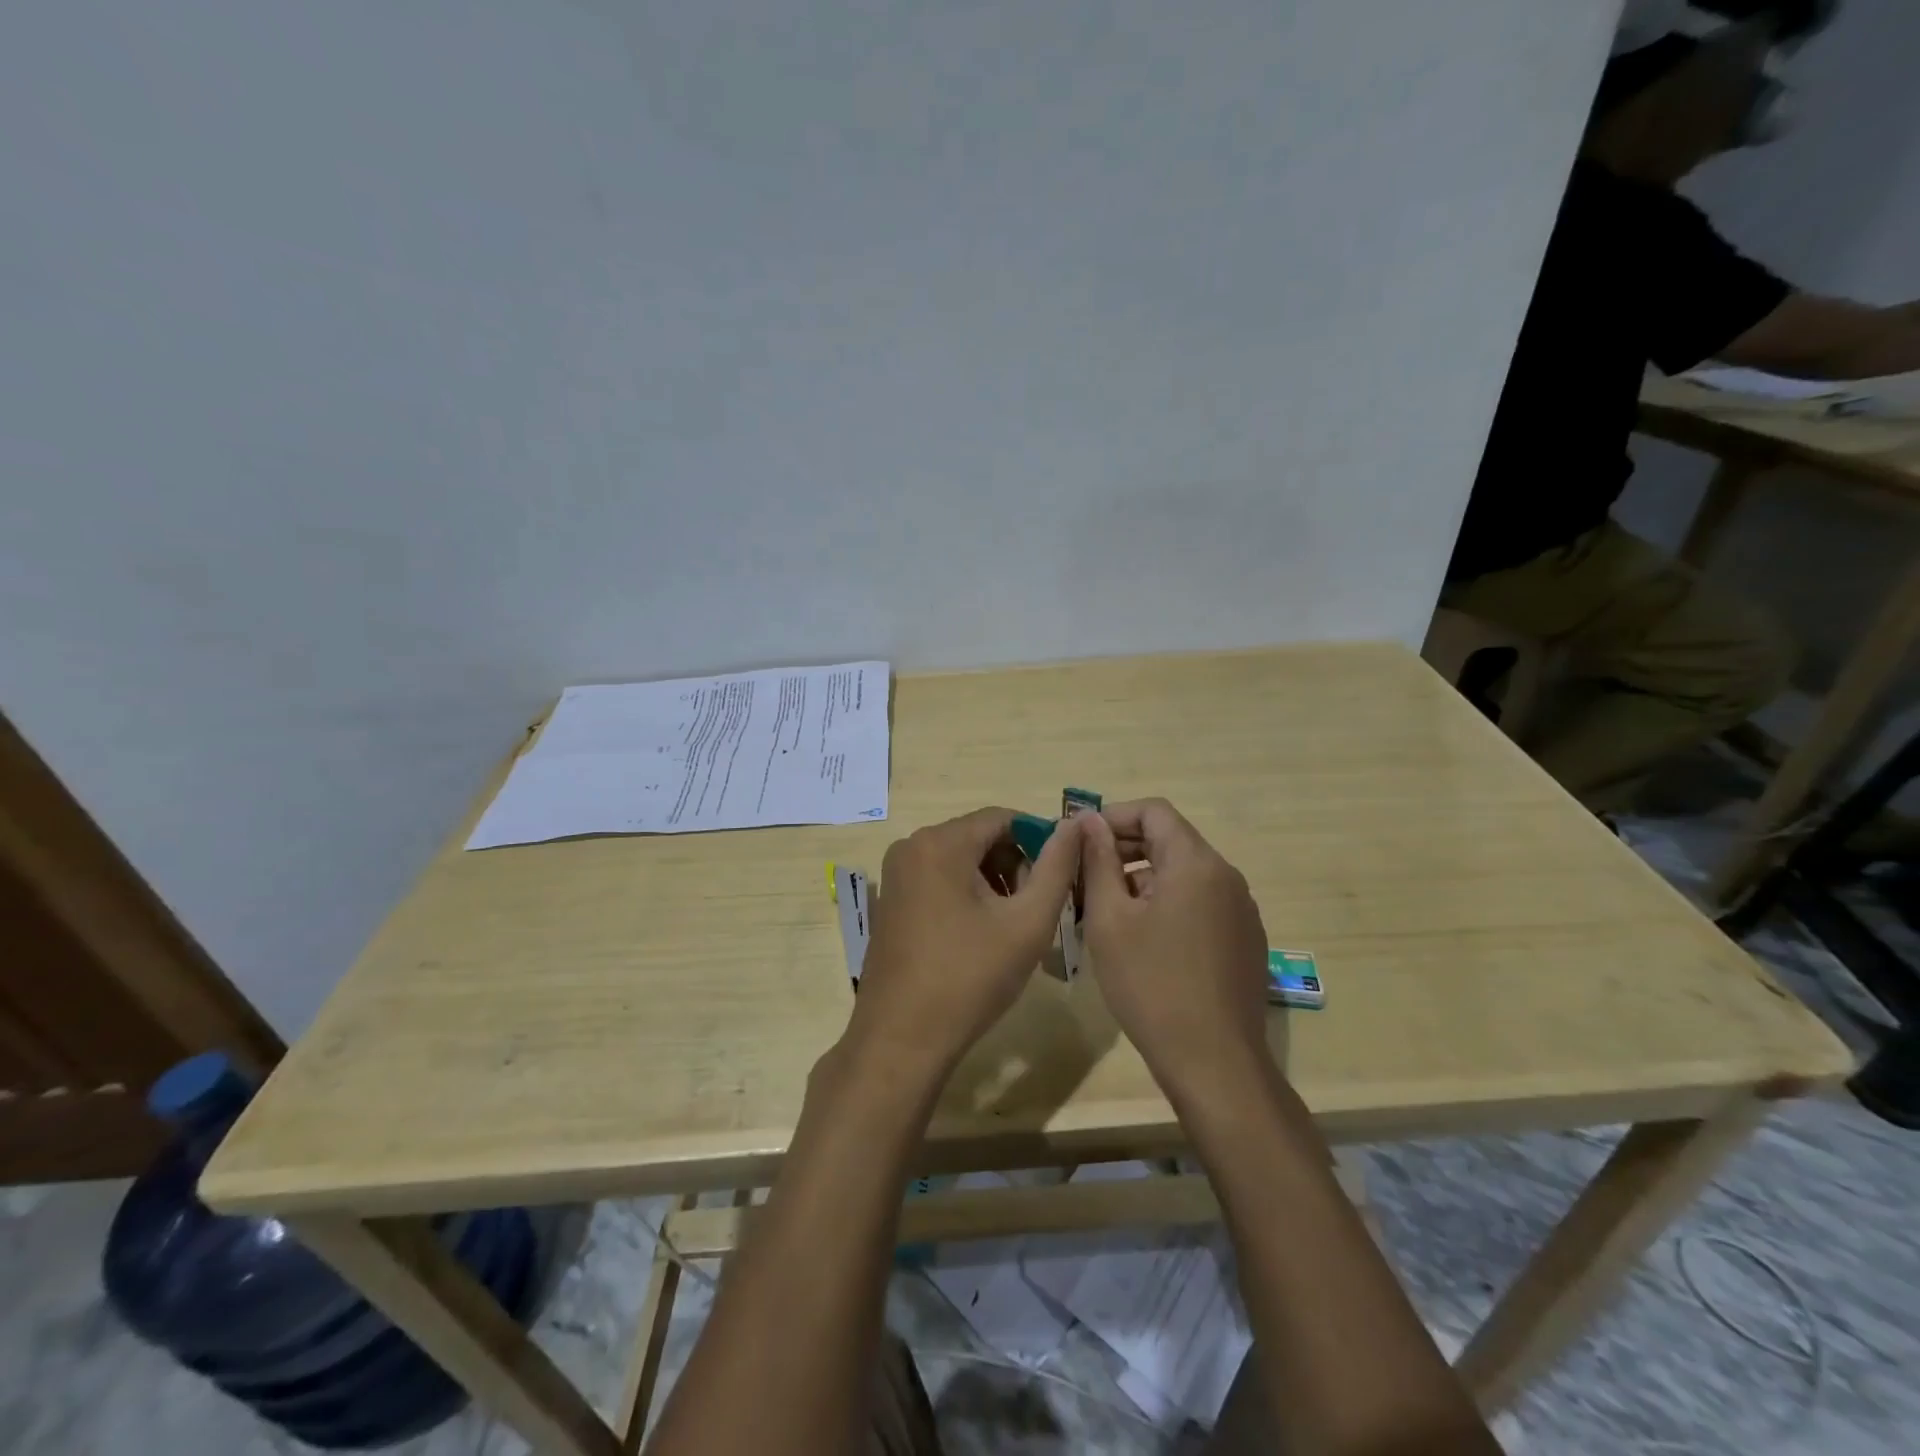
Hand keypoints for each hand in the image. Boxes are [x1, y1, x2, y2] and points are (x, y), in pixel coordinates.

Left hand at [844, 807, 1083, 1082]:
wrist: (902, 1039)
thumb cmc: (970, 978)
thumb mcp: (1027, 922)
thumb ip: (1057, 866)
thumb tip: (1076, 824)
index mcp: (940, 842)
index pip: (1004, 818)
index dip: (1040, 840)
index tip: (1061, 877)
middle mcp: (911, 846)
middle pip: (980, 837)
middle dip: (1016, 865)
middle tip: (1038, 909)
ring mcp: (896, 874)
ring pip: (960, 859)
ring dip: (994, 881)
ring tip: (1013, 926)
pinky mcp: (891, 900)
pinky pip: (939, 879)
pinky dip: (967, 894)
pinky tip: (981, 935)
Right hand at [1080, 799, 1272, 1094]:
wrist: (1215, 1063)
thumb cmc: (1152, 985)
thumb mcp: (1110, 920)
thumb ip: (1098, 861)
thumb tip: (1089, 821)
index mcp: (1196, 863)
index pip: (1154, 811)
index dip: (1113, 817)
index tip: (1081, 842)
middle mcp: (1226, 877)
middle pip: (1170, 840)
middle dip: (1124, 849)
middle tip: (1085, 877)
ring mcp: (1241, 910)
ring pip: (1184, 874)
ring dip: (1143, 879)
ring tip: (1106, 913)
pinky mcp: (1245, 940)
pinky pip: (1201, 902)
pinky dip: (1167, 903)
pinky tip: (1143, 940)